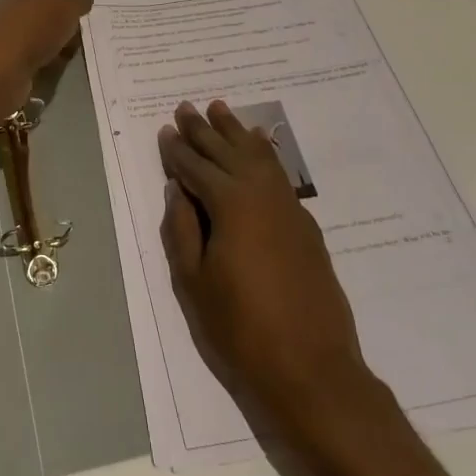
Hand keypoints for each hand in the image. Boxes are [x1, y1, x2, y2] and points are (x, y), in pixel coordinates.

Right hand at [158, 100, 376, 431]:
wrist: (311, 368)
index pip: (196, 167)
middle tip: (186, 107)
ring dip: (236, 132)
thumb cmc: (240, 329)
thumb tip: (177, 189)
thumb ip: (182, 229)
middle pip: (228, 152)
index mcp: (230, 205)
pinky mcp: (305, 225)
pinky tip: (260, 144)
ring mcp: (288, 208)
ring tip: (220, 109)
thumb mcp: (194, 282)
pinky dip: (264, 153)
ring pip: (258, 156)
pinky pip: (279, 173)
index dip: (177, 150)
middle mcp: (262, 195)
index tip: (165, 130)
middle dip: (204, 130)